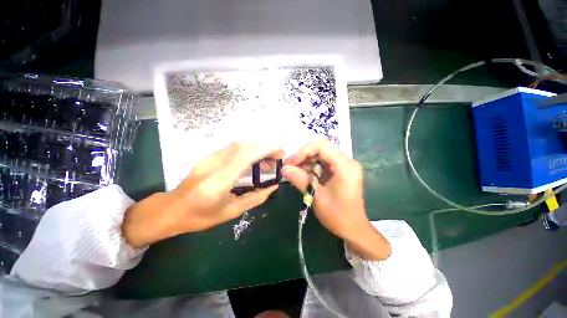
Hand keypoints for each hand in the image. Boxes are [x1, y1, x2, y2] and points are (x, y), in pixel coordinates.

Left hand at [122, 141, 282, 247]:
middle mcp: (213, 164)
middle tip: (278, 155)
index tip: (280, 150)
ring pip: (238, 144)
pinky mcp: (209, 156)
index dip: (264, 148)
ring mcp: (209, 157)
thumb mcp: (231, 212)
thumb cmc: (200, 216)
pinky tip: (255, 159)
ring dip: (257, 146)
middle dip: (265, 145)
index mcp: (218, 182)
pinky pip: (233, 147)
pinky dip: (249, 149)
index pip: (244, 156)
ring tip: (269, 158)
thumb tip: (272, 187)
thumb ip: (255, 198)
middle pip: (243, 145)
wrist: (171, 209)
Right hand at [283, 140, 390, 260]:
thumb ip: (300, 180)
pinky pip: (323, 161)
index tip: (291, 162)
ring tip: (295, 171)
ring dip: (306, 161)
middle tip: (290, 166)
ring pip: (321, 154)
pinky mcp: (340, 170)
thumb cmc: (337, 216)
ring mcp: (345, 165)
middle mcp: (347, 161)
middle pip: (322, 148)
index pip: (323, 146)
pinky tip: (304, 174)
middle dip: (304, 155)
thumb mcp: (317, 197)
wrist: (353, 228)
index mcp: (345, 167)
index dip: (304, 151)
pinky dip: (312, 166)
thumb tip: (284, 169)